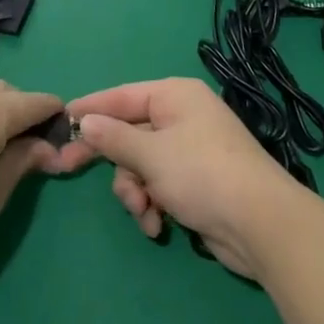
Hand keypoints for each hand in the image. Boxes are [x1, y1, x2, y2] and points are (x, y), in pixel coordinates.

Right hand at [60, 78, 316, 278]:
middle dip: (114, 161)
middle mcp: (182, 116)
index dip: (90, 108)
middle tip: (68, 169)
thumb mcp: (151, 155)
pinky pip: (159, 185)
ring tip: (144, 213)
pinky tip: (158, 226)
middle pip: (130, 133)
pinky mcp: (197, 182)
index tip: (60, 120)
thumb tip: (85, 121)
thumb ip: (114, 138)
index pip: (121, 96)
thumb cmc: (202, 174)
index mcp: (173, 96)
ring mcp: (191, 150)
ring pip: (141, 164)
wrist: (262, 225)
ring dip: (135, 191)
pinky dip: (153, 205)